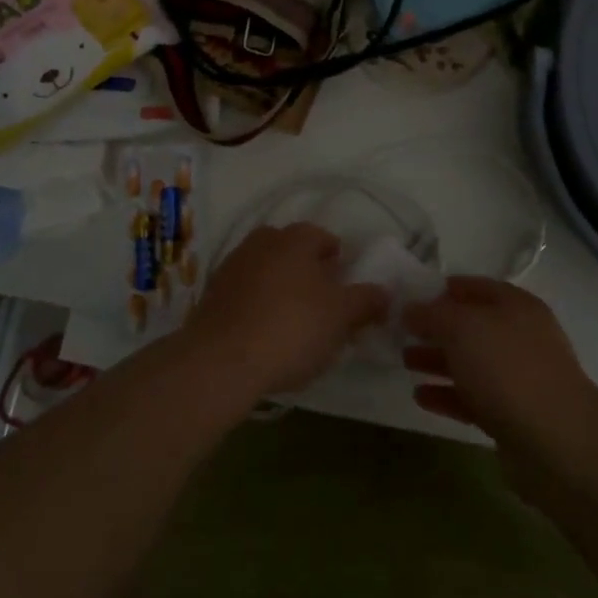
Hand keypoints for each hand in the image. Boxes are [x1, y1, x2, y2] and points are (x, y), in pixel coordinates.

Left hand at [189, 223, 388, 397]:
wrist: (221, 360)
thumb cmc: (291, 328)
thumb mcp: (340, 316)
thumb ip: (365, 301)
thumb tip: (385, 292)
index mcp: (295, 238)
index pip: (323, 237)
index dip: (339, 260)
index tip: (346, 286)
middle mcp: (261, 242)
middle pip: (293, 252)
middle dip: (308, 272)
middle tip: (323, 305)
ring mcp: (232, 267)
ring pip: (267, 272)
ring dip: (282, 289)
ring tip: (295, 324)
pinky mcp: (212, 296)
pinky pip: (246, 294)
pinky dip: (258, 307)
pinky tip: (265, 335)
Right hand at [404, 278, 597, 448]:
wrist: (556, 441)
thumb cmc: (507, 368)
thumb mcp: (462, 327)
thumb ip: (432, 314)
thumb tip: (411, 308)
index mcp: (515, 306)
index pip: (474, 287)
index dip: (442, 289)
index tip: (410, 296)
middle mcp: (519, 337)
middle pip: (471, 326)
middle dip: (436, 328)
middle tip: (400, 332)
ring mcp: (518, 378)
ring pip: (470, 363)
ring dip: (438, 361)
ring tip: (404, 361)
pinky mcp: (512, 416)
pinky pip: (473, 398)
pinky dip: (447, 395)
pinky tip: (419, 396)